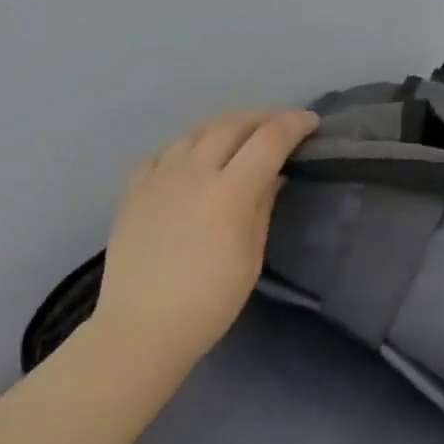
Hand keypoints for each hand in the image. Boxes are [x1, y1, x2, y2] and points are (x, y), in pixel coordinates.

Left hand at [95, 110, 319, 366]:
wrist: (143, 324)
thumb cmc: (208, 303)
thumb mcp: (249, 259)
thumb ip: (260, 209)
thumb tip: (271, 176)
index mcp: (228, 192)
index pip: (268, 140)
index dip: (293, 125)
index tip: (311, 123)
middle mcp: (192, 172)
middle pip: (230, 125)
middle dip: (260, 118)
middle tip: (278, 127)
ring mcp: (158, 176)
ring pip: (194, 132)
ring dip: (223, 127)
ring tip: (237, 138)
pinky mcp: (133, 189)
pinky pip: (163, 152)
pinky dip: (186, 147)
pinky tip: (191, 159)